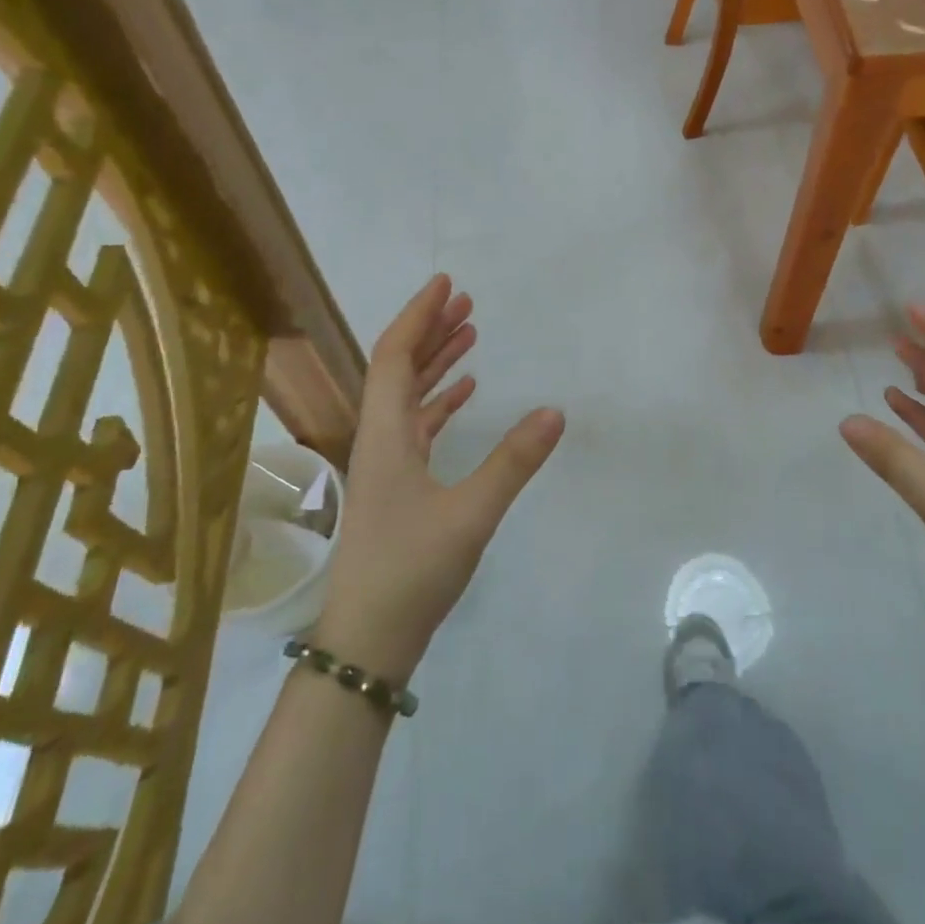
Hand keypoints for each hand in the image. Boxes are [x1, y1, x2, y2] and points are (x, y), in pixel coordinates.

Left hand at [314, 275, 564, 678]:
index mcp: (385, 434)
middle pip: (398, 368)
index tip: (445, 285)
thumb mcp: (471, 514)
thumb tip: (555, 411)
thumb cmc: (412, 570)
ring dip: (437, 362)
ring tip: (470, 334)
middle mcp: (379, 438)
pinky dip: (441, 401)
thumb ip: (514, 461)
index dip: (417, 316)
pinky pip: (418, 425)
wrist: (369, 639)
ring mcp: (386, 463)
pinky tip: (466, 393)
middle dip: (430, 330)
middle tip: (466, 302)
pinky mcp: (398, 485)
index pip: (394, 356)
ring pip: (409, 396)